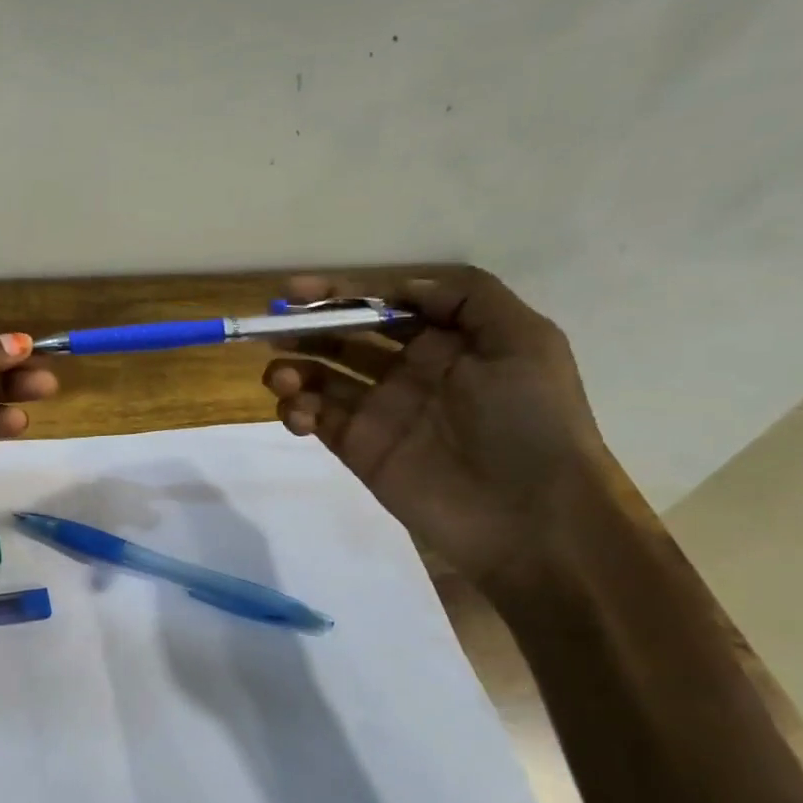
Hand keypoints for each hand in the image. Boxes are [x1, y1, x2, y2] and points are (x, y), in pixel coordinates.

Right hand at [263, 269, 612, 596]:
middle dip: (307, 329)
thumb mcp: (523, 342)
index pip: (384, 306)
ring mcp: (379, 411)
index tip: (296, 292)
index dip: (342, 294)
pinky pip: (316, 420)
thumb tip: (399, 287)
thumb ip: (467, 297)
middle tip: (272, 328)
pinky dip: (297, 411)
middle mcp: (408, 370)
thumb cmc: (530, 420)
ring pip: (321, 379)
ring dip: (295, 370)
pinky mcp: (359, 449)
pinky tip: (300, 413)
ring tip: (282, 377)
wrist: (527, 516)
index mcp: (446, 341)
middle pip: (344, 338)